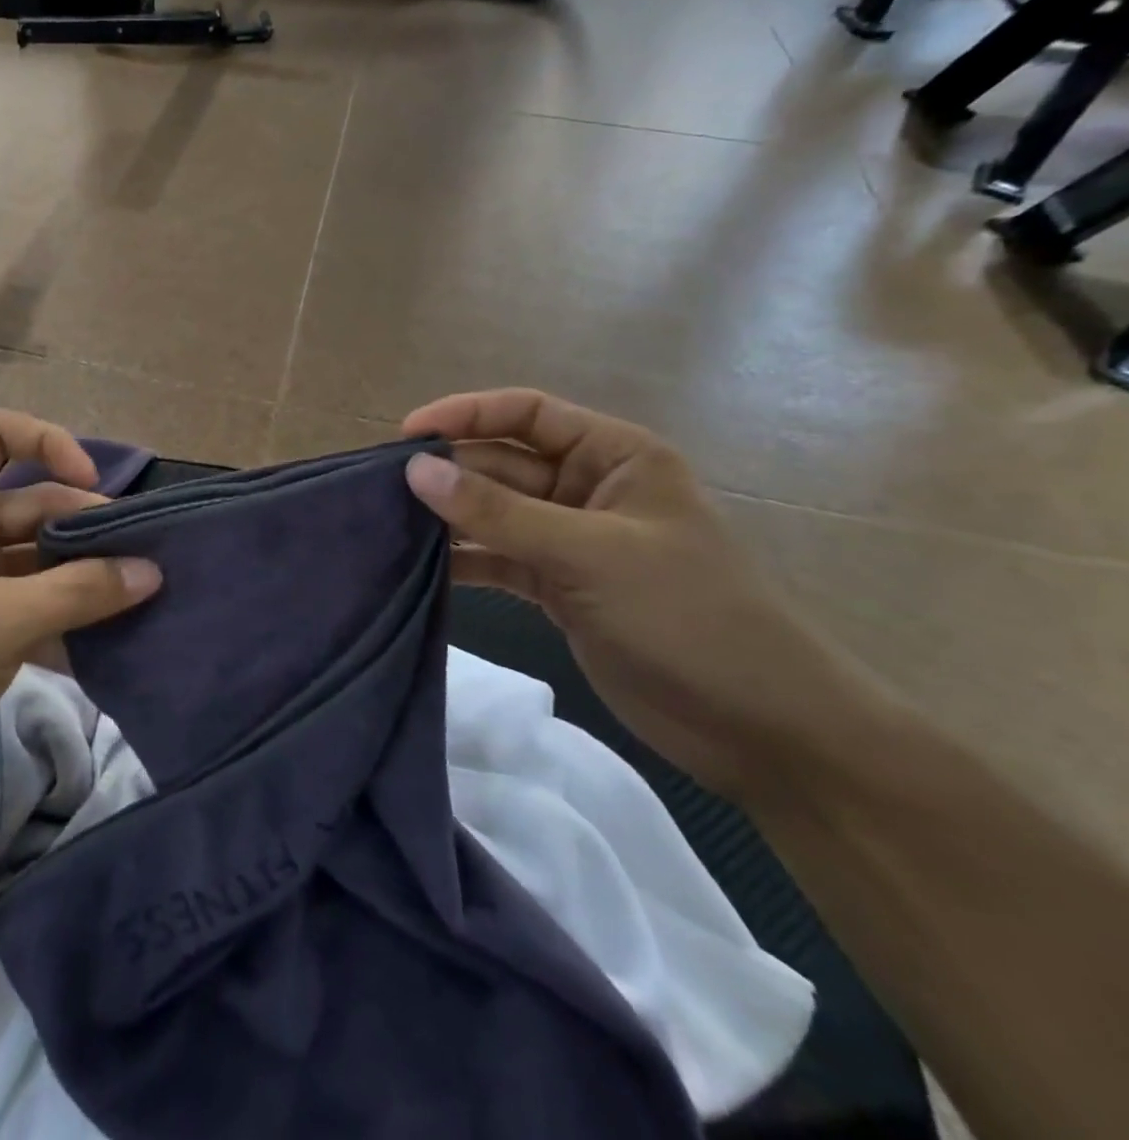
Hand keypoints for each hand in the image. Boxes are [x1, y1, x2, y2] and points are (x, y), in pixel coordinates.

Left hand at [0, 410, 160, 837]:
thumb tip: (153, 571)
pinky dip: (61, 618)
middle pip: (31, 502)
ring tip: (139, 600)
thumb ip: (79, 593)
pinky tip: (106, 645)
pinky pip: (26, 604)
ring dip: (81, 577)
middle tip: (143, 561)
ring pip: (34, 559)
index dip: (48, 442)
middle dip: (85, 527)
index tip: (92, 486)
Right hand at [402, 389, 883, 805]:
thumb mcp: (589, 553)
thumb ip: (498, 512)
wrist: (758, 727)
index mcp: (614, 455)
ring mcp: (569, 540)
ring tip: (387, 525)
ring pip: (493, 513)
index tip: (406, 435)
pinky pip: (496, 558)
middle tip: (381, 489)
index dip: (466, 415)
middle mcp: (587, 488)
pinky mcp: (556, 586)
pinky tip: (419, 568)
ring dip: (448, 518)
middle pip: (502, 463)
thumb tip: (416, 470)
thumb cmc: (687, 616)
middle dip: (448, 473)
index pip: (527, 413)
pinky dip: (462, 561)